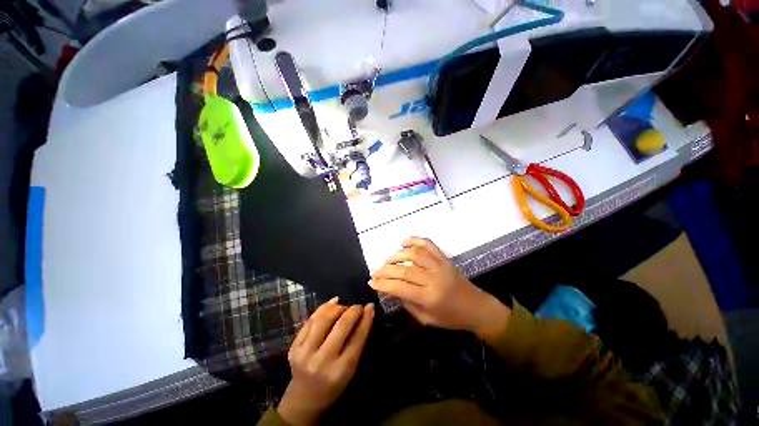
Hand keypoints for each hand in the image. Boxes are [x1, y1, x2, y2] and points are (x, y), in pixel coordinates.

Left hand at [277, 298, 373, 425]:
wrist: (304, 399)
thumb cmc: (333, 384)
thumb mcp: (350, 369)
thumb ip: (358, 341)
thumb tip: (367, 311)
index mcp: (340, 371)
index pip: (357, 338)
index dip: (365, 319)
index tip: (370, 306)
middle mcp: (321, 361)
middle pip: (340, 326)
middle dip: (352, 311)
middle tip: (358, 306)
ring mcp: (304, 353)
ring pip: (323, 319)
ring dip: (337, 308)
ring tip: (344, 307)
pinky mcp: (294, 347)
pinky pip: (310, 320)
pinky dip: (323, 308)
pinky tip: (333, 303)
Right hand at [370, 237, 508, 341]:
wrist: (476, 307)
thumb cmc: (451, 317)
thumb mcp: (426, 318)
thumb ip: (407, 303)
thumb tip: (391, 289)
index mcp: (429, 297)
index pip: (399, 287)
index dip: (383, 284)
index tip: (371, 282)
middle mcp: (433, 278)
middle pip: (404, 269)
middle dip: (385, 270)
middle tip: (375, 271)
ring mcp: (440, 265)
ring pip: (414, 254)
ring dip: (397, 255)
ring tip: (388, 260)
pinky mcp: (444, 258)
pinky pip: (428, 244)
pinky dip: (414, 240)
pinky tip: (403, 242)